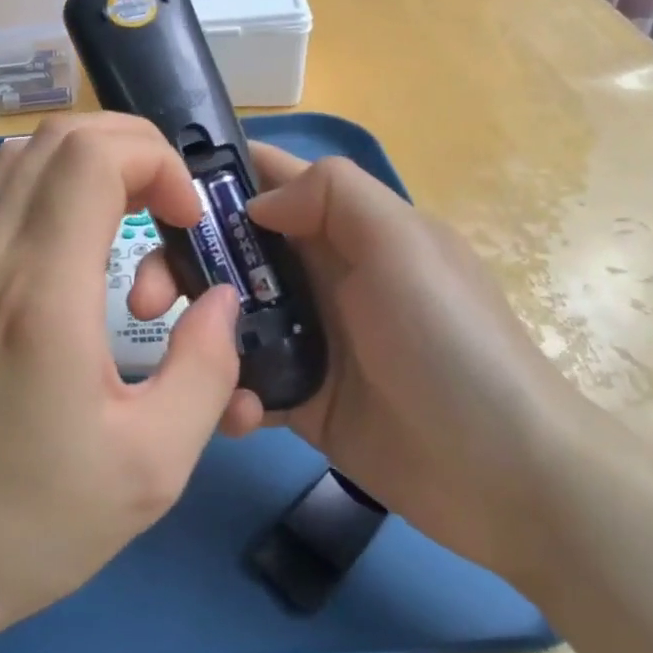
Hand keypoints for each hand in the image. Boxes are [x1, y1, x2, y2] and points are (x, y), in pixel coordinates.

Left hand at [0, 114, 242, 649]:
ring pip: (22, 155)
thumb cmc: (32, 522)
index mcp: (41, 292)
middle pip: (58, 137)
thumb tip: (220, 300)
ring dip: (88, 162)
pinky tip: (78, 247)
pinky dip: (50, 187)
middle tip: (169, 209)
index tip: (187, 221)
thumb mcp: (152, 465)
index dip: (156, 162)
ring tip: (130, 218)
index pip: (93, 156)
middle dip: (132, 149)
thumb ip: (205, 368)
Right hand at [130, 143, 583, 584]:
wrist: (507, 475)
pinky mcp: (301, 401)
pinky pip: (246, 384)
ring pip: (226, 317)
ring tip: (185, 365)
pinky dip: (230, 395)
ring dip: (198, 334)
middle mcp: (319, 275)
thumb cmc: (450, 340)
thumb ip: (332, 195)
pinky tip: (238, 415)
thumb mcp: (402, 243)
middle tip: (145, 299)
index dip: (213, 176)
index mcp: (342, 228)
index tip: (151, 190)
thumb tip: (258, 203)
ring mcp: (308, 340)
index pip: (269, 180)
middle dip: (179, 264)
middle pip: (229, 251)